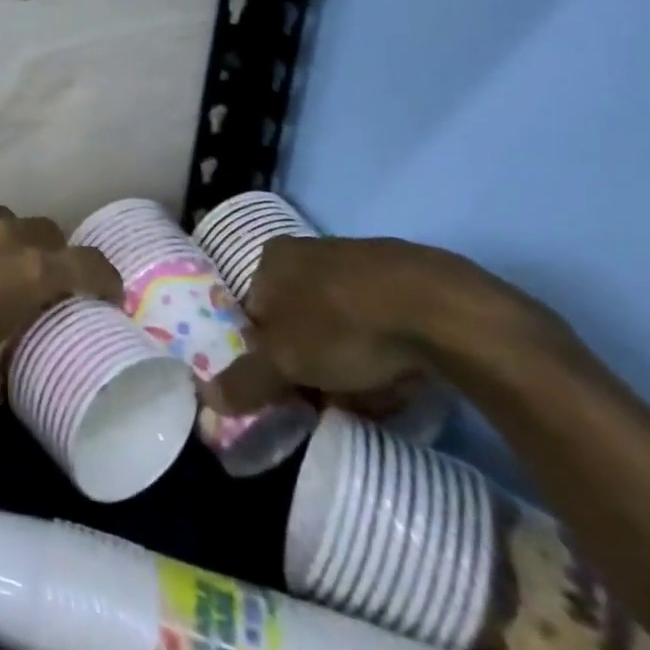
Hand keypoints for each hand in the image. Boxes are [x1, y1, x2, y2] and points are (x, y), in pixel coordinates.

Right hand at [200, 234, 545, 414]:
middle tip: (328, 400)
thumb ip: (245, 380)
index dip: (267, 354)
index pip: (255, 311)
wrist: (444, 310)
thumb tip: (205, 398)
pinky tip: (403, 380)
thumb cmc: (343, 325)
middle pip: (299, 319)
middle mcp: (311, 250)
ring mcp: (363, 260)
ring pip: (342, 324)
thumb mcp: (285, 361)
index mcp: (273, 257)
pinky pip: (385, 322)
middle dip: (311, 363)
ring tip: (370, 399)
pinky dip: (387, 352)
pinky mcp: (412, 279)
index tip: (286, 390)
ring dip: (350, 364)